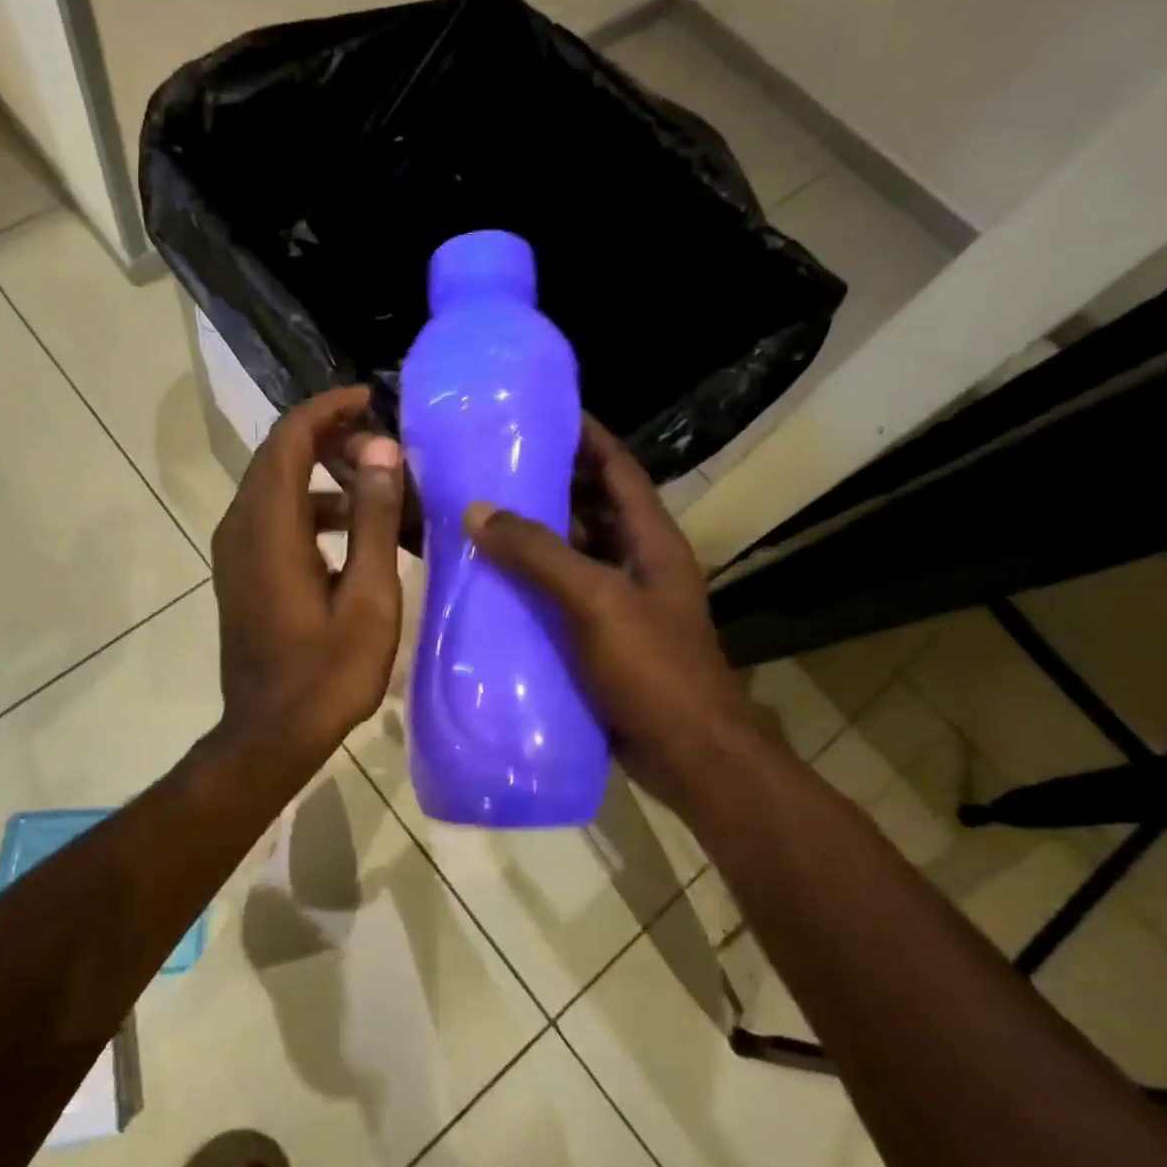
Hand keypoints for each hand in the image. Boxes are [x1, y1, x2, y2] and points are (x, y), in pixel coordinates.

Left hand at [210, 386, 405, 771]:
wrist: (270, 735)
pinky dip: (312, 510)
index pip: (289, 439)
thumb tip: (381, 449)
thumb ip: (373, 518)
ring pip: (278, 487)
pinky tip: (356, 535)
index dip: (328, 409)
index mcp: (269, 527)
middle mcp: (241, 527)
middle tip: (385, 447)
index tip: (370, 399)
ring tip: (381, 490)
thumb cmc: (326, 674)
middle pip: (280, 456)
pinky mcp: (241, 572)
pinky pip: (275, 518)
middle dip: (330, 439)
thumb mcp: (368, 597)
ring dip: (325, 477)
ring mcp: (236, 551)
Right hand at [465, 418, 755, 805]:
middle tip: (489, 463)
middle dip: (546, 481)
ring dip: (532, 534)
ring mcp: (618, 601)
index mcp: (649, 539)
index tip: (540, 410)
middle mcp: (636, 561)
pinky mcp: (599, 636)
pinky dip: (528, 582)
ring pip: (570, 551)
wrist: (689, 756)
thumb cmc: (653, 670)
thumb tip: (477, 511)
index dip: (586, 435)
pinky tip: (488, 581)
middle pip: (590, 505)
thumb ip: (539, 554)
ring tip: (477, 515)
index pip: (617, 467)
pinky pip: (558, 594)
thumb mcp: (596, 602)